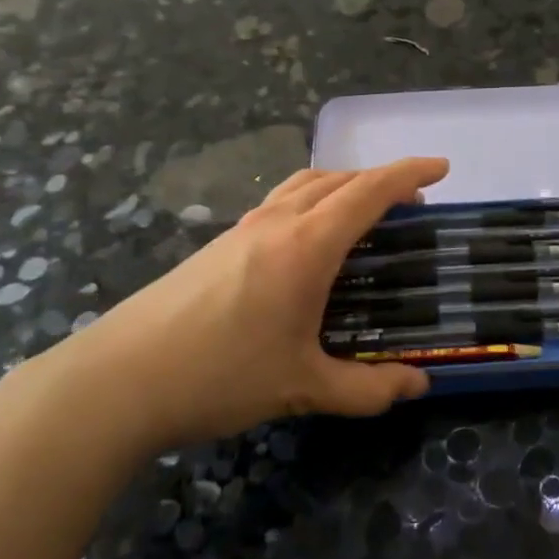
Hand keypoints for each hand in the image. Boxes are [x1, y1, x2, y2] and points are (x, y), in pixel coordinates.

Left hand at [55, 158, 447, 454]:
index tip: (442, 169)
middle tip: (411, 204)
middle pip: (338, 179)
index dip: (409, 174)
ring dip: (342, 185)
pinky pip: (279, 202)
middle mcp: (276, 223)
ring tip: (364, 212)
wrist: (117, 380)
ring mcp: (241, 229)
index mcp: (306, 245)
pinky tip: (308, 240)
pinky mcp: (218, 244)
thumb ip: (366, 388)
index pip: (369, 191)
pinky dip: (311, 201)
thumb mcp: (302, 386)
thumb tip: (418, 386)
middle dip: (380, 180)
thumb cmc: (219, 375)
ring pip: (304, 184)